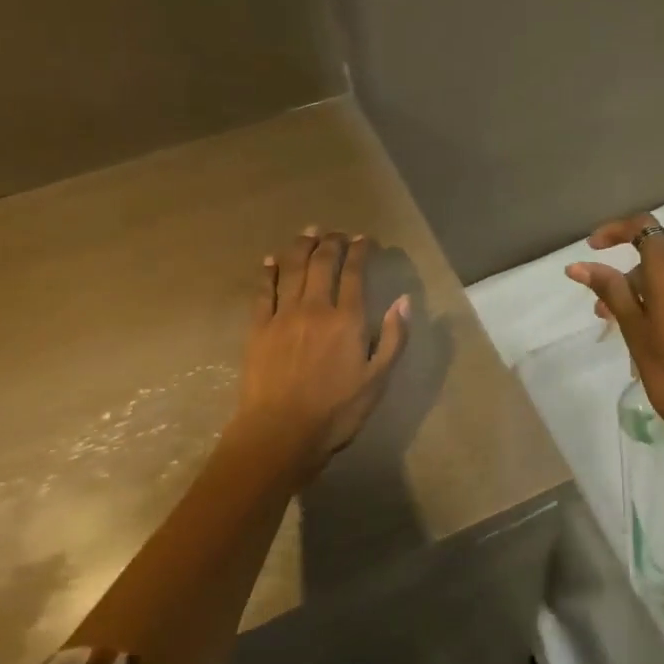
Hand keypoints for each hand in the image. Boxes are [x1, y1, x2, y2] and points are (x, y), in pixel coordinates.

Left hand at [231, 228, 409, 479]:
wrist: (281, 432)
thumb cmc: (337, 411)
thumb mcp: (378, 380)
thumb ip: (393, 338)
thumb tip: (404, 300)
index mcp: (347, 319)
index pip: (354, 272)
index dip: (360, 250)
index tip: (366, 240)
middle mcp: (314, 307)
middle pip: (322, 263)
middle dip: (332, 242)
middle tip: (338, 232)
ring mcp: (283, 315)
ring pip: (291, 269)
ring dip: (301, 246)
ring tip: (309, 232)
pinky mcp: (258, 328)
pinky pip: (263, 291)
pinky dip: (268, 272)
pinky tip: (270, 260)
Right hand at [567, 215, 663, 462]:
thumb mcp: (635, 332)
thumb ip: (610, 291)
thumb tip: (578, 266)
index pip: (643, 228)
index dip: (615, 231)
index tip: (593, 249)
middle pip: (657, 261)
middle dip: (629, 282)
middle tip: (606, 318)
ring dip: (651, 296)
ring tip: (636, 335)